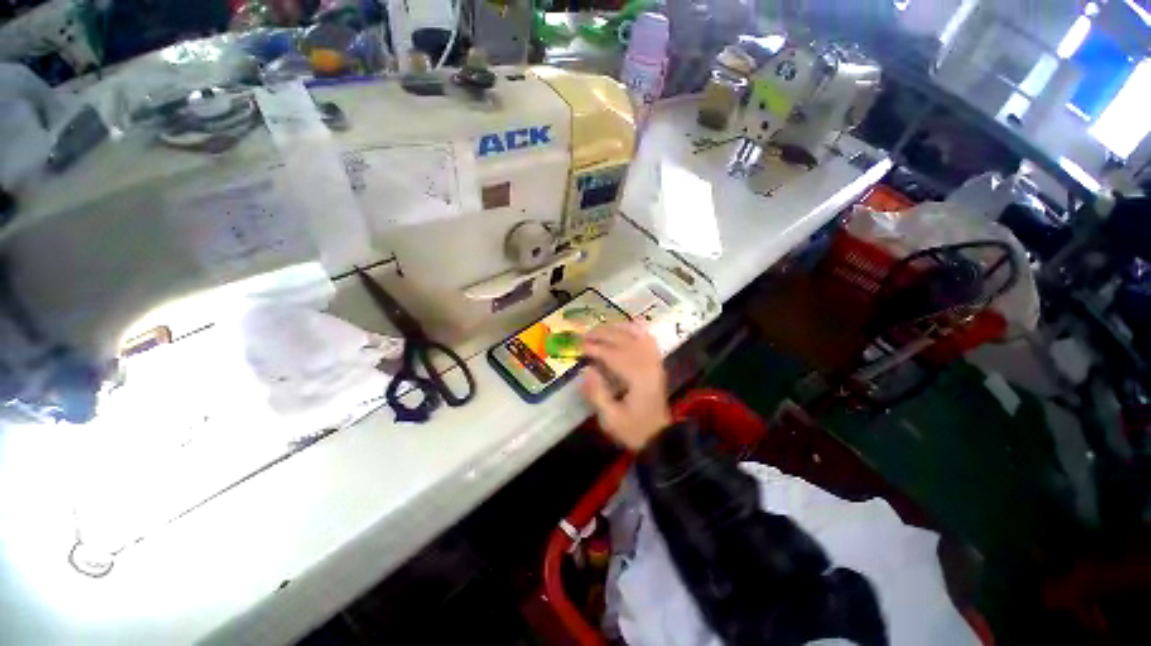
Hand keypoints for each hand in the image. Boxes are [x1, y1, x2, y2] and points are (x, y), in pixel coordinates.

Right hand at [580, 322, 670, 451]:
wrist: (660, 438)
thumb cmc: (634, 430)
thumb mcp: (611, 419)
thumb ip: (597, 394)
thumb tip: (586, 370)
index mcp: (638, 379)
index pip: (613, 355)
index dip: (594, 348)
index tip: (577, 346)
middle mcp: (648, 365)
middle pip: (624, 341)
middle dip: (602, 335)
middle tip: (582, 335)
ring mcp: (654, 363)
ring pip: (636, 336)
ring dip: (616, 329)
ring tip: (598, 329)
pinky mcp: (656, 364)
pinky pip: (648, 340)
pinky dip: (637, 330)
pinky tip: (626, 326)